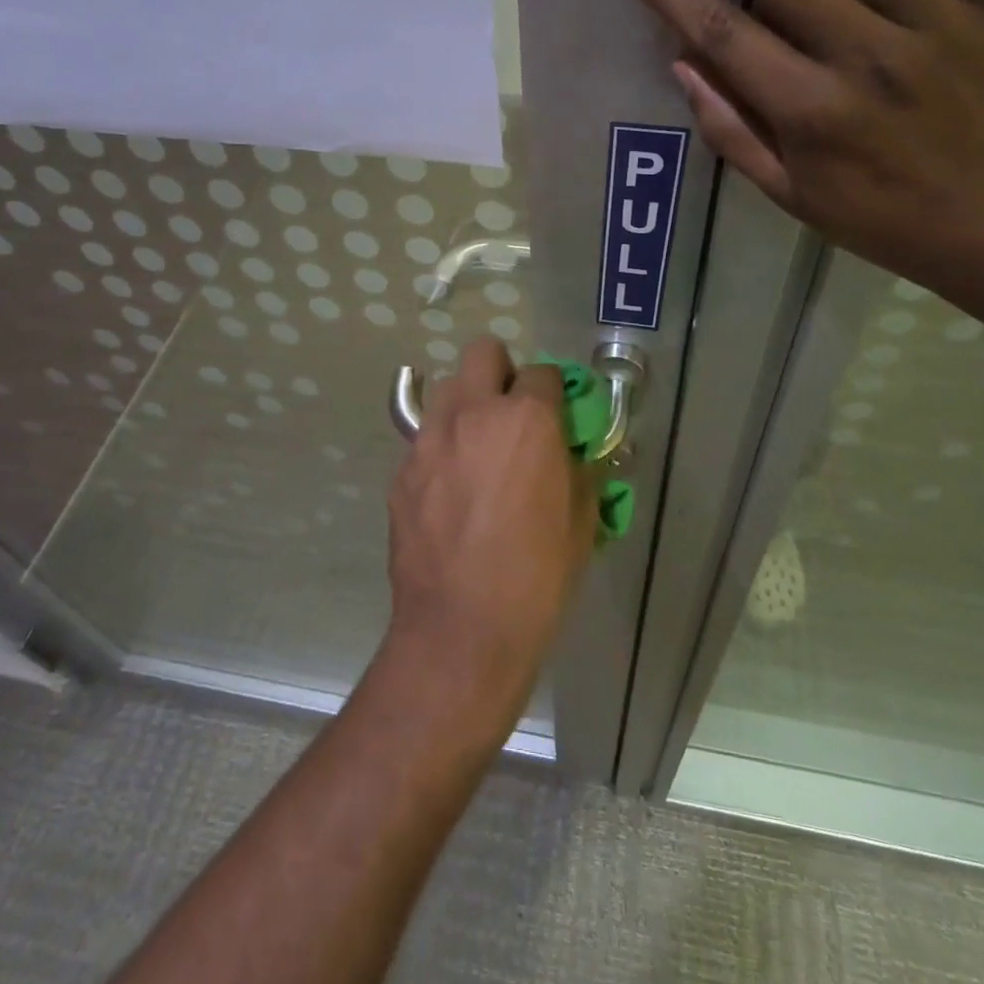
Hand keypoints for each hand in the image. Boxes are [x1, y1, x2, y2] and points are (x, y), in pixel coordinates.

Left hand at [384, 339, 595, 728]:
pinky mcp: (401, 470)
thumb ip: (578, 470)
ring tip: (477, 448)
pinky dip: (441, 448)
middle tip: (512, 414)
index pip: (544, 372)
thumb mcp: (581, 521)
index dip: (554, 392)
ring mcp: (429, 439)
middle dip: (502, 372)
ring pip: (446, 389)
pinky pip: (424, 438)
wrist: (462, 630)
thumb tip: (571, 454)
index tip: (556, 416)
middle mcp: (473, 413)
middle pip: (482, 352)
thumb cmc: (537, 576)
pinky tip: (449, 491)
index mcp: (526, 420)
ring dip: (467, 404)